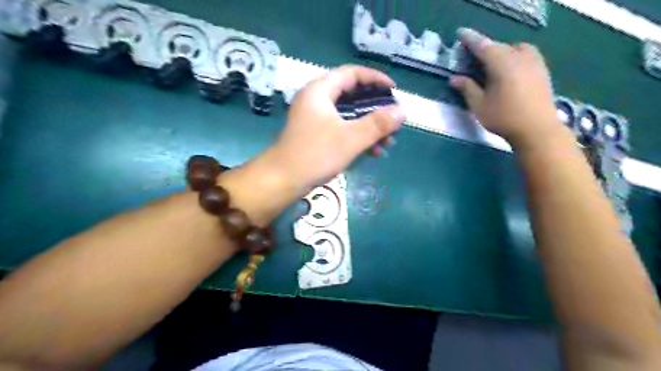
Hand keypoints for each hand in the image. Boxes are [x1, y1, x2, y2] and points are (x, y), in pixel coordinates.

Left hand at [271, 63, 406, 190]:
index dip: (375, 79)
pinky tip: (373, 152)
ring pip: (348, 116)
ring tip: (388, 142)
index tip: (394, 90)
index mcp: (320, 91)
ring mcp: (314, 119)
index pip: (351, 74)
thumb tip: (402, 111)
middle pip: (351, 96)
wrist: (282, 180)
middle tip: (393, 120)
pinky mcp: (315, 136)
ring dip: (369, 128)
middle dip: (375, 110)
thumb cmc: (316, 154)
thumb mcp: (351, 138)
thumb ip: (378, 123)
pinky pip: (341, 130)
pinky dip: (357, 138)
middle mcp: (316, 100)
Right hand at [453, 27, 570, 150]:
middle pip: (498, 46)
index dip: (470, 39)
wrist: (537, 129)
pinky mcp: (542, 70)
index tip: (461, 33)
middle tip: (472, 56)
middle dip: (485, 48)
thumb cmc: (504, 118)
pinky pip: (526, 54)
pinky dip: (515, 56)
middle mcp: (519, 57)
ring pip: (515, 48)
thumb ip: (467, 88)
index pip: (483, 46)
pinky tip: (511, 69)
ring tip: (493, 63)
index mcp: (502, 63)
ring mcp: (534, 62)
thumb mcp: (479, 105)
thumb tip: (453, 78)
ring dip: (502, 51)